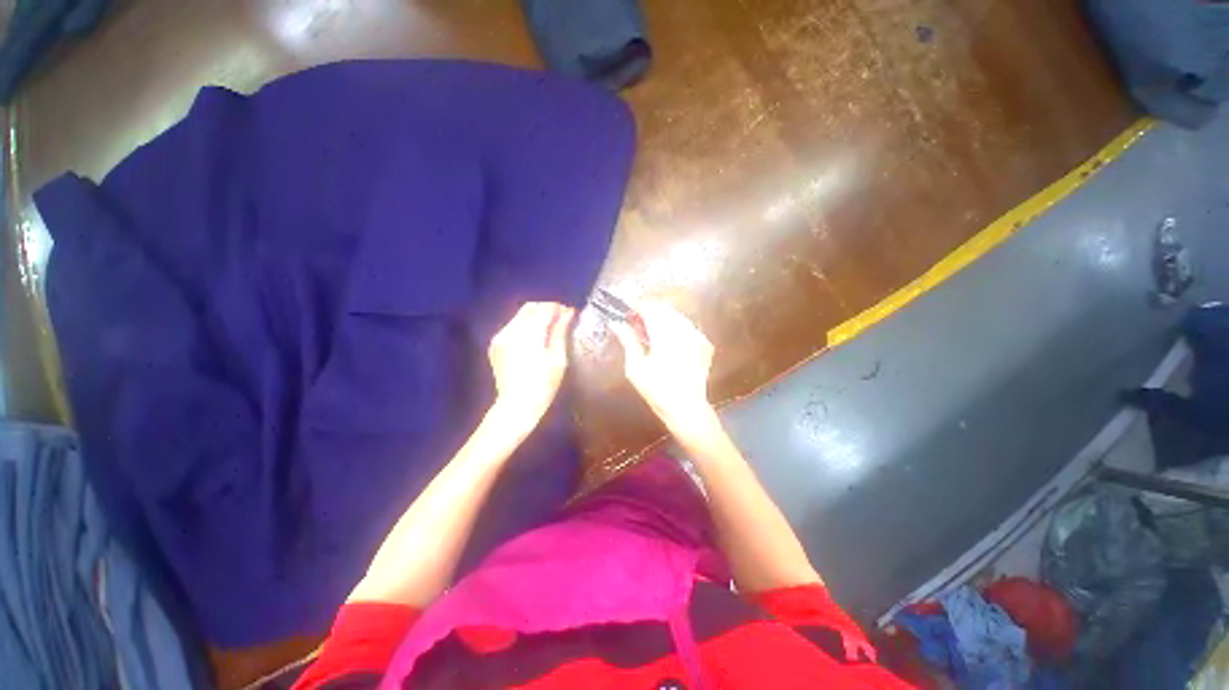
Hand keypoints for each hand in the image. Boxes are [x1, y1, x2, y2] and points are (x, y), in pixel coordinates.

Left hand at [488, 302, 574, 436]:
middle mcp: (511, 331)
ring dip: (535, 317)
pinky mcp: (495, 344)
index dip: (557, 308)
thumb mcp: (558, 359)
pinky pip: (512, 327)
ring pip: (519, 316)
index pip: (544, 309)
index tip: (568, 313)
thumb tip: (568, 312)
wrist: (516, 406)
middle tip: (559, 318)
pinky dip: (524, 326)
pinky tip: (533, 339)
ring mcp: (500, 337)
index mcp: (529, 335)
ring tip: (548, 328)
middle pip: (529, 308)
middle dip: (545, 309)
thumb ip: (561, 331)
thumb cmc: (544, 385)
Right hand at [609, 301, 716, 434]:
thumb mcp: (635, 367)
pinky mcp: (704, 343)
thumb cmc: (656, 390)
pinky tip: (667, 341)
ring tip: (649, 332)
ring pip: (676, 316)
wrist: (687, 408)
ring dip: (662, 319)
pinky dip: (675, 327)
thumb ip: (627, 341)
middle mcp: (684, 330)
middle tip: (635, 322)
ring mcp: (697, 336)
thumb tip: (616, 323)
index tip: (626, 309)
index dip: (637, 306)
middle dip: (649, 312)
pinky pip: (687, 326)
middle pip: (664, 309)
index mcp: (665, 335)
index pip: (650, 309)